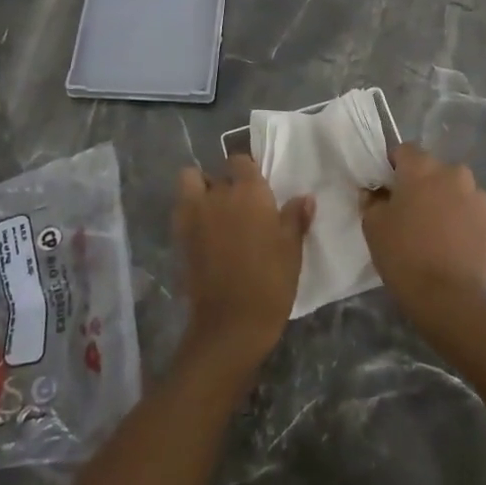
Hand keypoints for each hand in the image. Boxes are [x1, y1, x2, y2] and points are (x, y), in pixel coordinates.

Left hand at [174, 157, 312, 372]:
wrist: (231, 323)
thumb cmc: (270, 282)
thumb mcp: (292, 250)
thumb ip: (295, 218)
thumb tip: (305, 197)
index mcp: (250, 191)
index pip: (241, 161)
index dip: (246, 171)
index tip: (255, 187)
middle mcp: (219, 193)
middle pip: (218, 173)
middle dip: (225, 183)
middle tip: (238, 205)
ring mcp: (195, 213)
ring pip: (190, 182)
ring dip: (200, 189)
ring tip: (213, 210)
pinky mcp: (180, 235)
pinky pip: (181, 208)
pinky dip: (188, 211)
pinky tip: (202, 231)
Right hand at [361, 142, 485, 323]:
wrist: (448, 298)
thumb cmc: (403, 255)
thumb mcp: (372, 225)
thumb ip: (372, 199)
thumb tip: (376, 191)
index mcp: (423, 167)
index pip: (405, 151)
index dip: (395, 167)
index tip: (389, 190)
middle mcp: (455, 173)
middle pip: (435, 170)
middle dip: (424, 185)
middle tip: (413, 213)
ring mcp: (480, 197)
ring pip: (458, 191)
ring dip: (448, 202)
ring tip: (439, 232)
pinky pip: (476, 214)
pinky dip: (467, 223)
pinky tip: (457, 246)